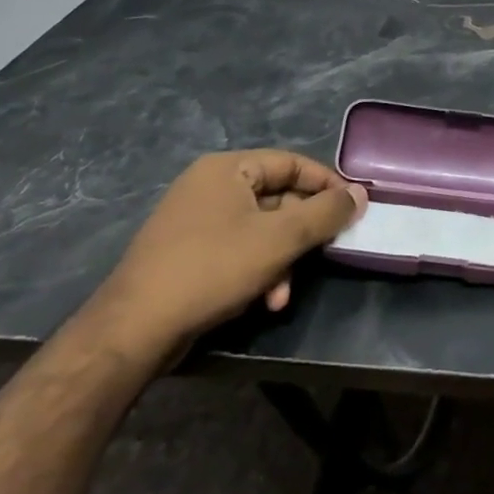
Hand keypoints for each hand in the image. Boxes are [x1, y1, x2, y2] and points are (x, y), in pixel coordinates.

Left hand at [85, 150, 365, 357]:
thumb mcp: (280, 239)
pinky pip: (238, 250)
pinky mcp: (186, 253)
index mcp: (227, 168)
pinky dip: (257, 271)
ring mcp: (194, 220)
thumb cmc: (212, 268)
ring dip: (282, 260)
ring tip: (283, 295)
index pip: (292, 163)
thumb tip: (360, 194)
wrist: (132, 331)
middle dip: (301, 235)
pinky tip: (263, 301)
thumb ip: (326, 213)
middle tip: (322, 256)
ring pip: (260, 230)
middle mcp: (209, 186)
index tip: (352, 210)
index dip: (326, 185)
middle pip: (278, 198)